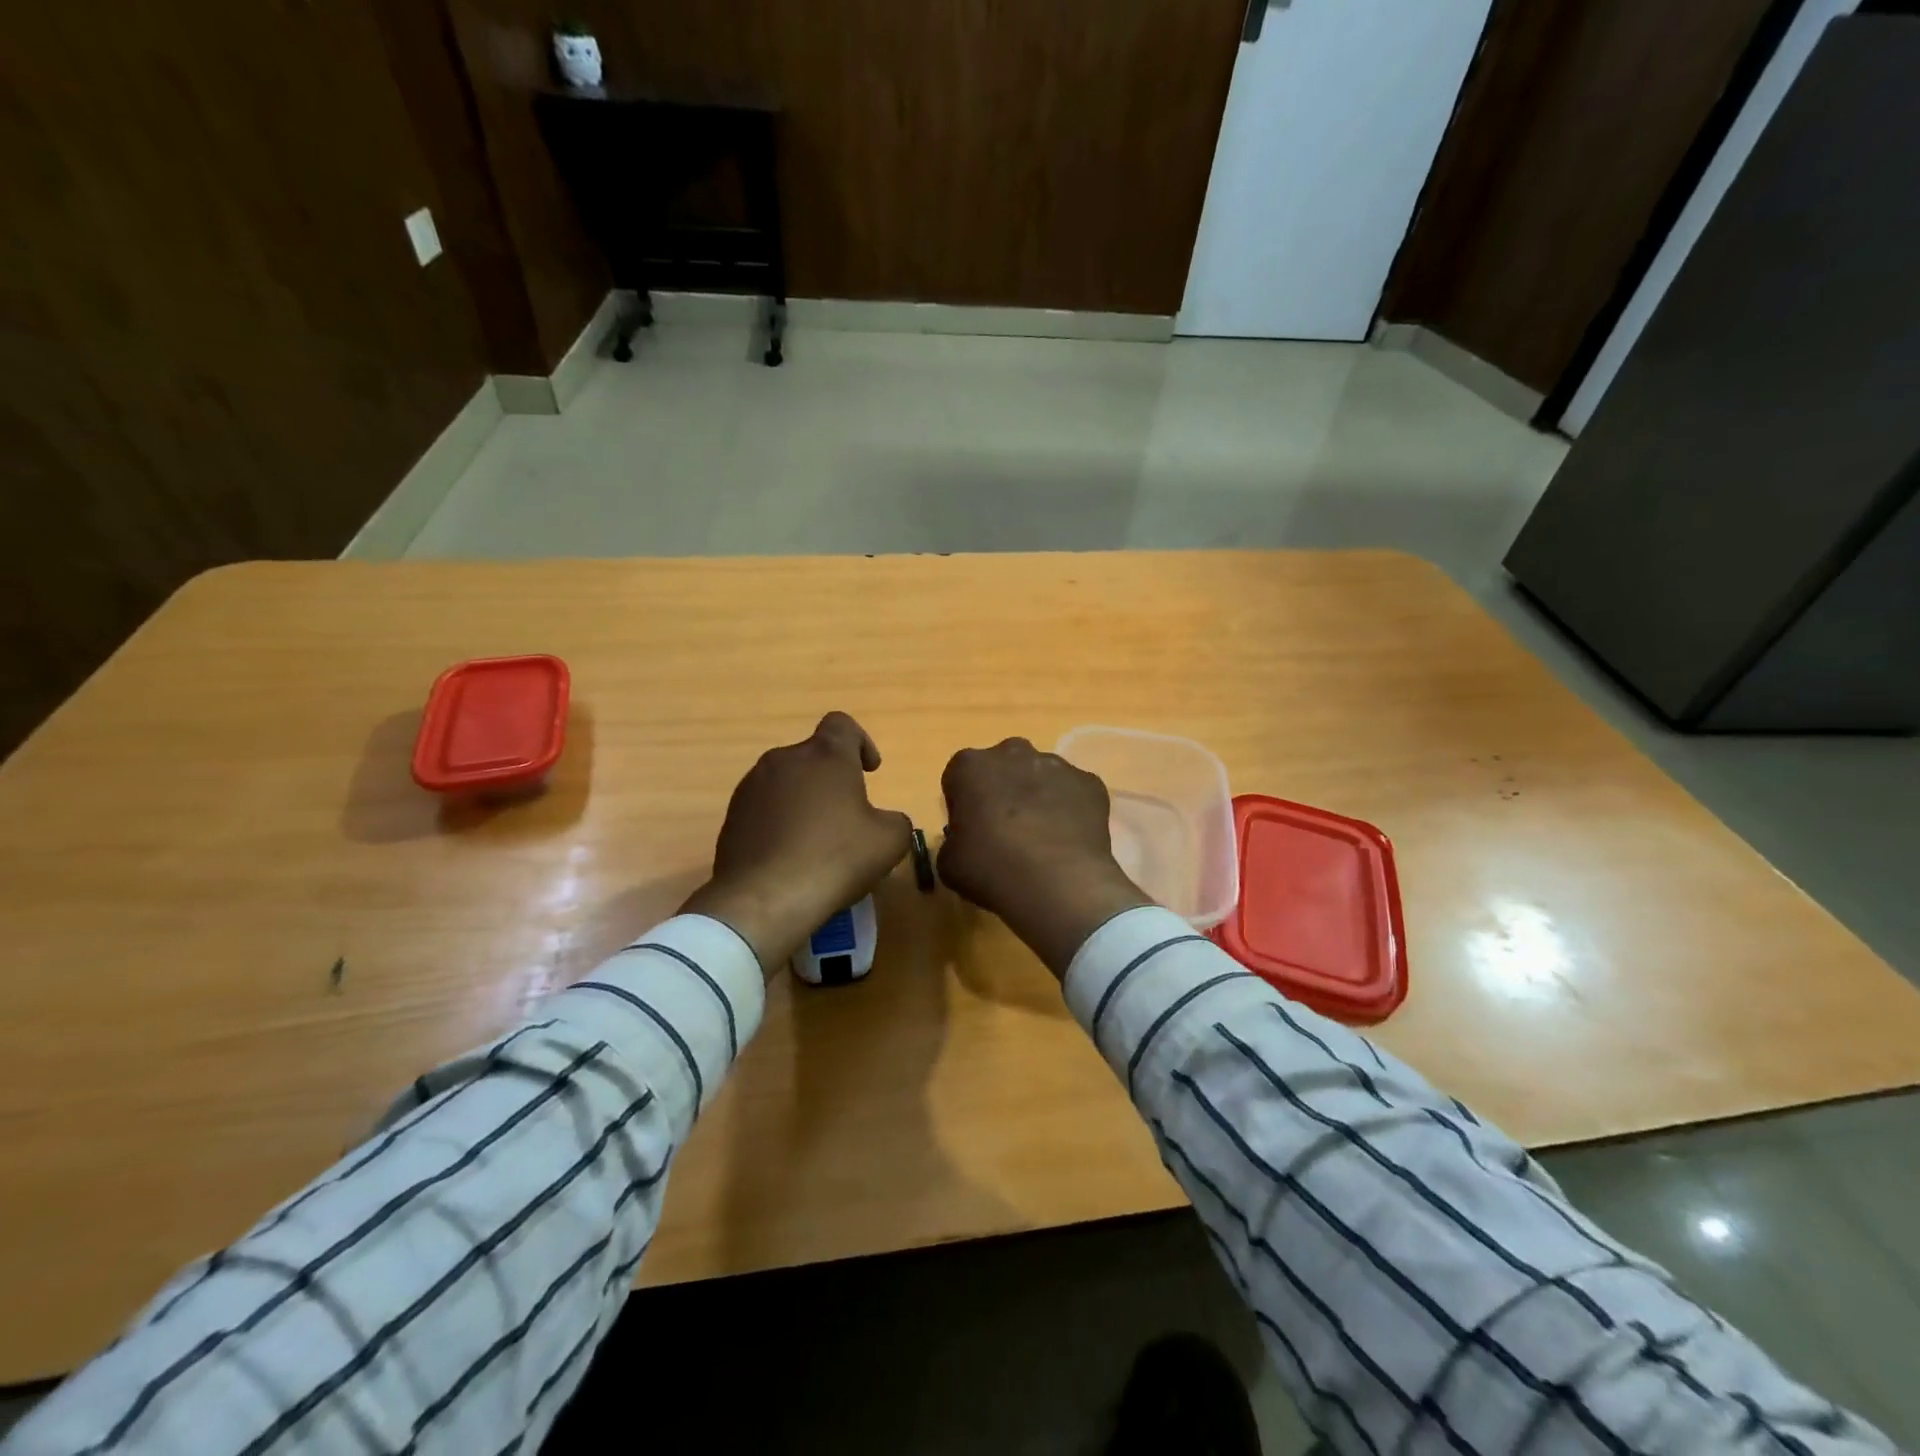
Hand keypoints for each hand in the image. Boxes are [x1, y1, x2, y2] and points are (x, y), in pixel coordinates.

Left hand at [682, 712, 913, 975]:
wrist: (764, 899)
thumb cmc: (835, 858)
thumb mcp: (890, 841)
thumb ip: (896, 820)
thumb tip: (884, 821)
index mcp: (825, 755)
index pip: (842, 724)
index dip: (860, 742)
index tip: (869, 772)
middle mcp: (784, 759)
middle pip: (813, 755)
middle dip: (832, 779)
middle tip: (847, 816)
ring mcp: (751, 787)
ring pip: (786, 782)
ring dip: (804, 800)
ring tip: (817, 840)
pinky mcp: (732, 816)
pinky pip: (764, 809)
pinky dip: (780, 822)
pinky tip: (790, 856)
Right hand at [938, 738, 1151, 978]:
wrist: (1059, 883)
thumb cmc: (992, 869)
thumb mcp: (949, 863)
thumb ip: (953, 840)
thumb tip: (966, 839)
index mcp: (970, 766)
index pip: (960, 777)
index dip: (964, 803)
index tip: (971, 829)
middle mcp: (1013, 752)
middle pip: (1003, 767)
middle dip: (1003, 790)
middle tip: (1005, 831)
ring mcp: (1056, 764)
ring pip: (1040, 776)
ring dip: (1037, 797)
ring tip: (1042, 838)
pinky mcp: (1090, 782)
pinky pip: (1073, 792)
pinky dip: (1070, 809)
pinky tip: (1068, 840)